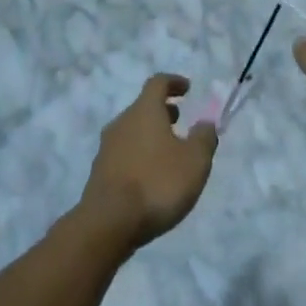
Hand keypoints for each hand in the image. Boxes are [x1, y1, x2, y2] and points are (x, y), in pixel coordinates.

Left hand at [79, 75, 218, 249]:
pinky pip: (124, 153)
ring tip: (169, 152)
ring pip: (132, 131)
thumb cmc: (157, 183)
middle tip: (180, 121)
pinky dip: (140, 155)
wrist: (108, 223)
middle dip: (163, 111)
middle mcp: (122, 122)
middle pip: (143, 107)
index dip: (174, 82)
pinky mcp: (100, 172)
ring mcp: (107, 148)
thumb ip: (204, 138)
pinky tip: (151, 176)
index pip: (158, 83)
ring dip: (151, 134)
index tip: (187, 88)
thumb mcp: (195, 161)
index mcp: (144, 111)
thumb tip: (205, 122)